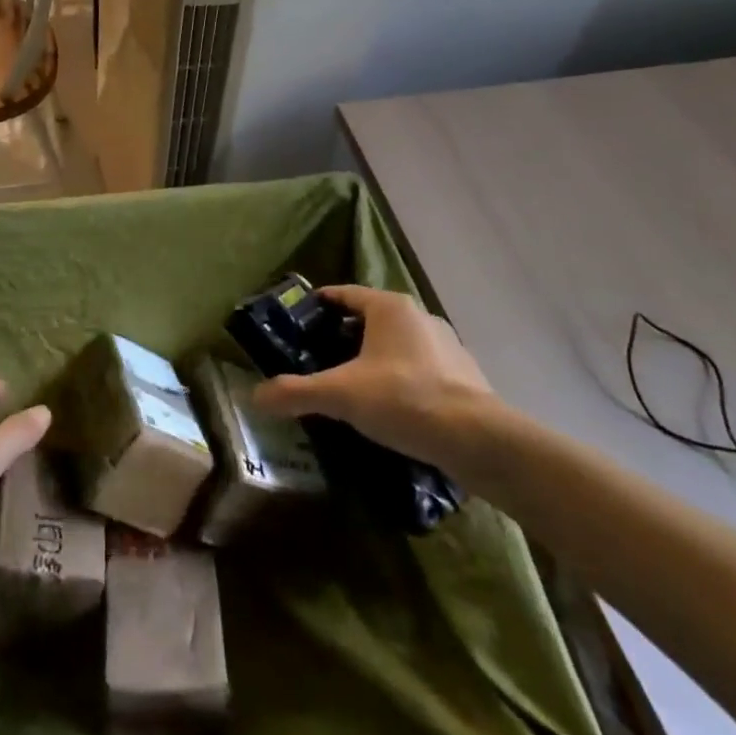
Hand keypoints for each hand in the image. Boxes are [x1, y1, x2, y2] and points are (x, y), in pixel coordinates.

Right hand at [252, 286, 497, 468]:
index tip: (297, 324)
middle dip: (343, 337)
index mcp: (389, 307)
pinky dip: (402, 379)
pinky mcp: (465, 375)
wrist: (479, 440)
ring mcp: (447, 344)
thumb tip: (256, 396)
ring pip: (397, 344)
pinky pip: (421, 368)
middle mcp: (419, 316)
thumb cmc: (404, 399)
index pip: (343, 294)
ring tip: (353, 386)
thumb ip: (296, 392)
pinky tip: (393, 408)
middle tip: (318, 359)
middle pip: (370, 319)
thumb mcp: (341, 395)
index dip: (318, 306)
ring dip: (375, 359)